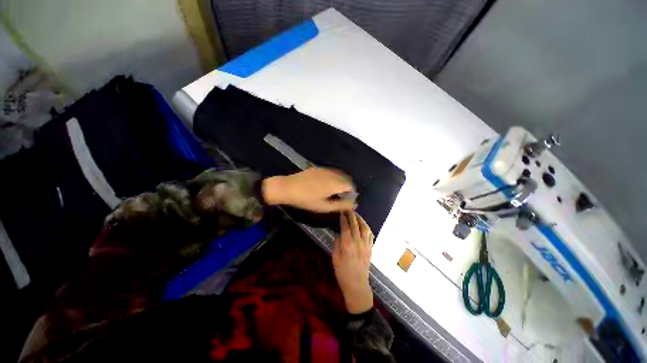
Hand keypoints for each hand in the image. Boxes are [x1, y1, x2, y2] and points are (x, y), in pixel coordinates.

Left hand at [262, 168, 356, 212]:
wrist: (288, 187)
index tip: (347, 200)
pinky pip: (331, 172)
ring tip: (333, 192)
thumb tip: (354, 204)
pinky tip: (325, 185)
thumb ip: (341, 205)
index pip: (351, 185)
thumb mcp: (324, 206)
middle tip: (341, 197)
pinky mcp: (318, 168)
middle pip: (346, 178)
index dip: (352, 193)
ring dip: (340, 182)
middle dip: (347, 187)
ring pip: (338, 174)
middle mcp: (332, 173)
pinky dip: (333, 178)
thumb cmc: (306, 199)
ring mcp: (324, 169)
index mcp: (335, 183)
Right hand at [333, 211, 374, 313]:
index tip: (342, 211)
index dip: (344, 218)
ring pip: (365, 228)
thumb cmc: (343, 273)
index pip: (346, 227)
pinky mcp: (370, 249)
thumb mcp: (335, 259)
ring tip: (357, 214)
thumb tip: (339, 235)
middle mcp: (358, 243)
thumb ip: (337, 245)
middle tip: (349, 209)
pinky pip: (371, 235)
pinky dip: (367, 228)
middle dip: (352, 215)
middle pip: (355, 225)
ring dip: (361, 220)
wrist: (357, 285)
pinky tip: (364, 225)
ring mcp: (366, 246)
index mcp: (347, 245)